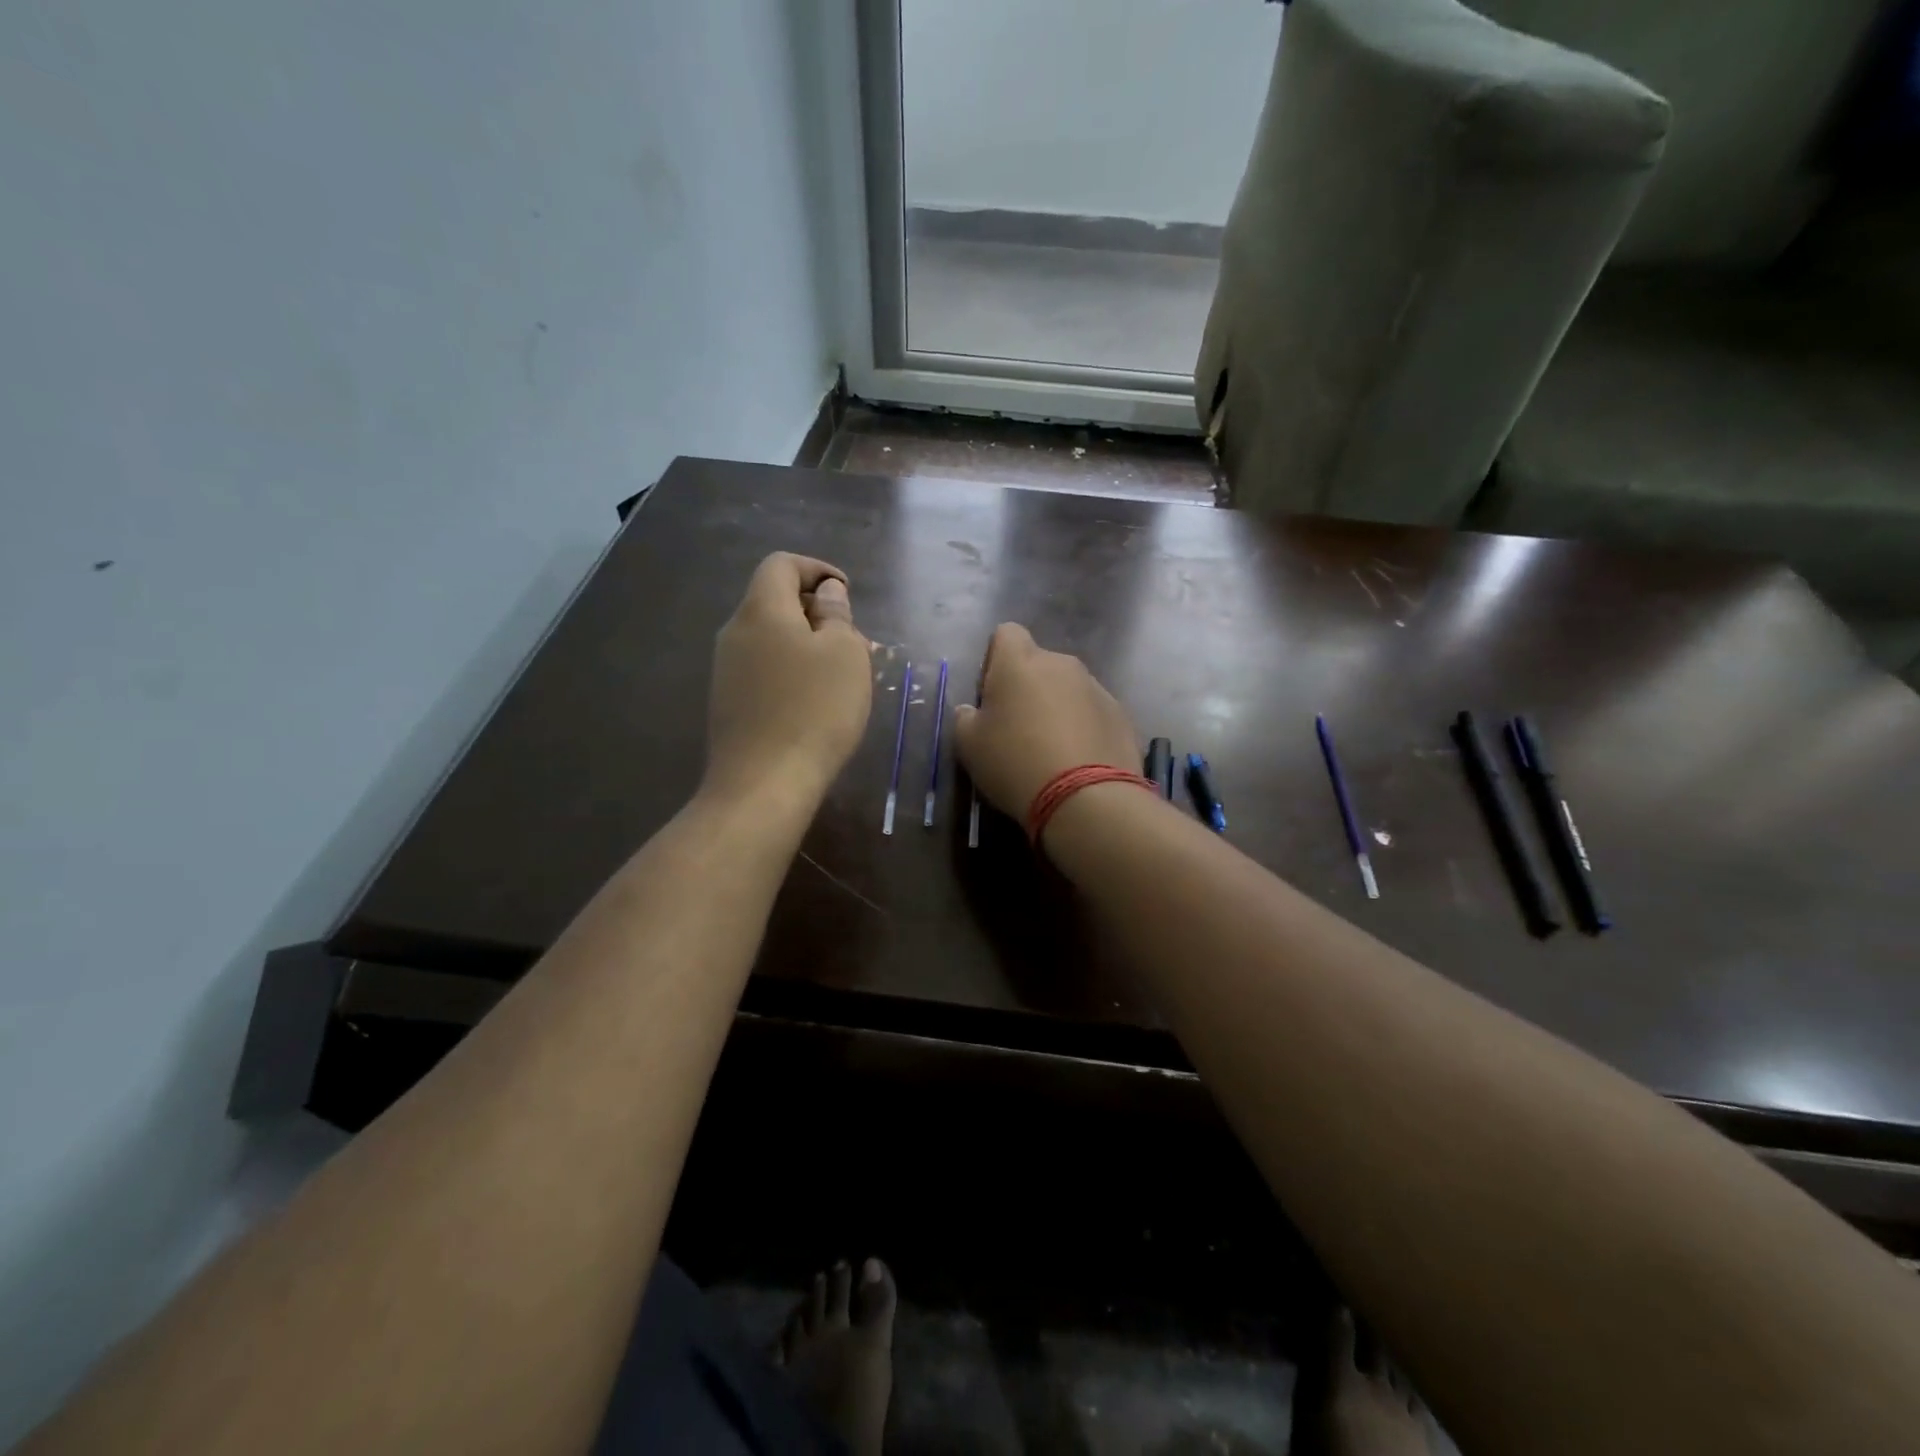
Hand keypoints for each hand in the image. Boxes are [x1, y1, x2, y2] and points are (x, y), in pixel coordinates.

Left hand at [705, 553, 873, 808]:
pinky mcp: (727, 702)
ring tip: (840, 674)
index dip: (816, 569)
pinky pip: (763, 669)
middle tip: (852, 640)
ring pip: (770, 638)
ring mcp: (726, 670)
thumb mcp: (845, 654)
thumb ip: (837, 614)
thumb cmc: (815, 710)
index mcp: (761, 610)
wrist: (763, 783)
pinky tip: (814, 701)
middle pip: (774, 601)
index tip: (846, 593)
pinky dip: (790, 670)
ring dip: (806, 644)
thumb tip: (827, 593)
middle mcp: (735, 632)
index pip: (781, 565)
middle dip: (816, 611)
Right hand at [952, 623, 1139, 819]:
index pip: (1006, 634)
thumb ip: (965, 718)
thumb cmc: (1015, 763)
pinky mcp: (1121, 715)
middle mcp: (1061, 664)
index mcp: (1020, 662)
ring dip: (1057, 708)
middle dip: (1028, 688)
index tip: (991, 695)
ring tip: (1051, 751)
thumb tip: (972, 711)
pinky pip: (1093, 713)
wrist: (1087, 799)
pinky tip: (1078, 762)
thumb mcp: (969, 746)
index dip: (995, 660)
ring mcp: (1096, 688)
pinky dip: (1083, 729)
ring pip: (1068, 689)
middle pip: (1039, 664)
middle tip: (1018, 730)